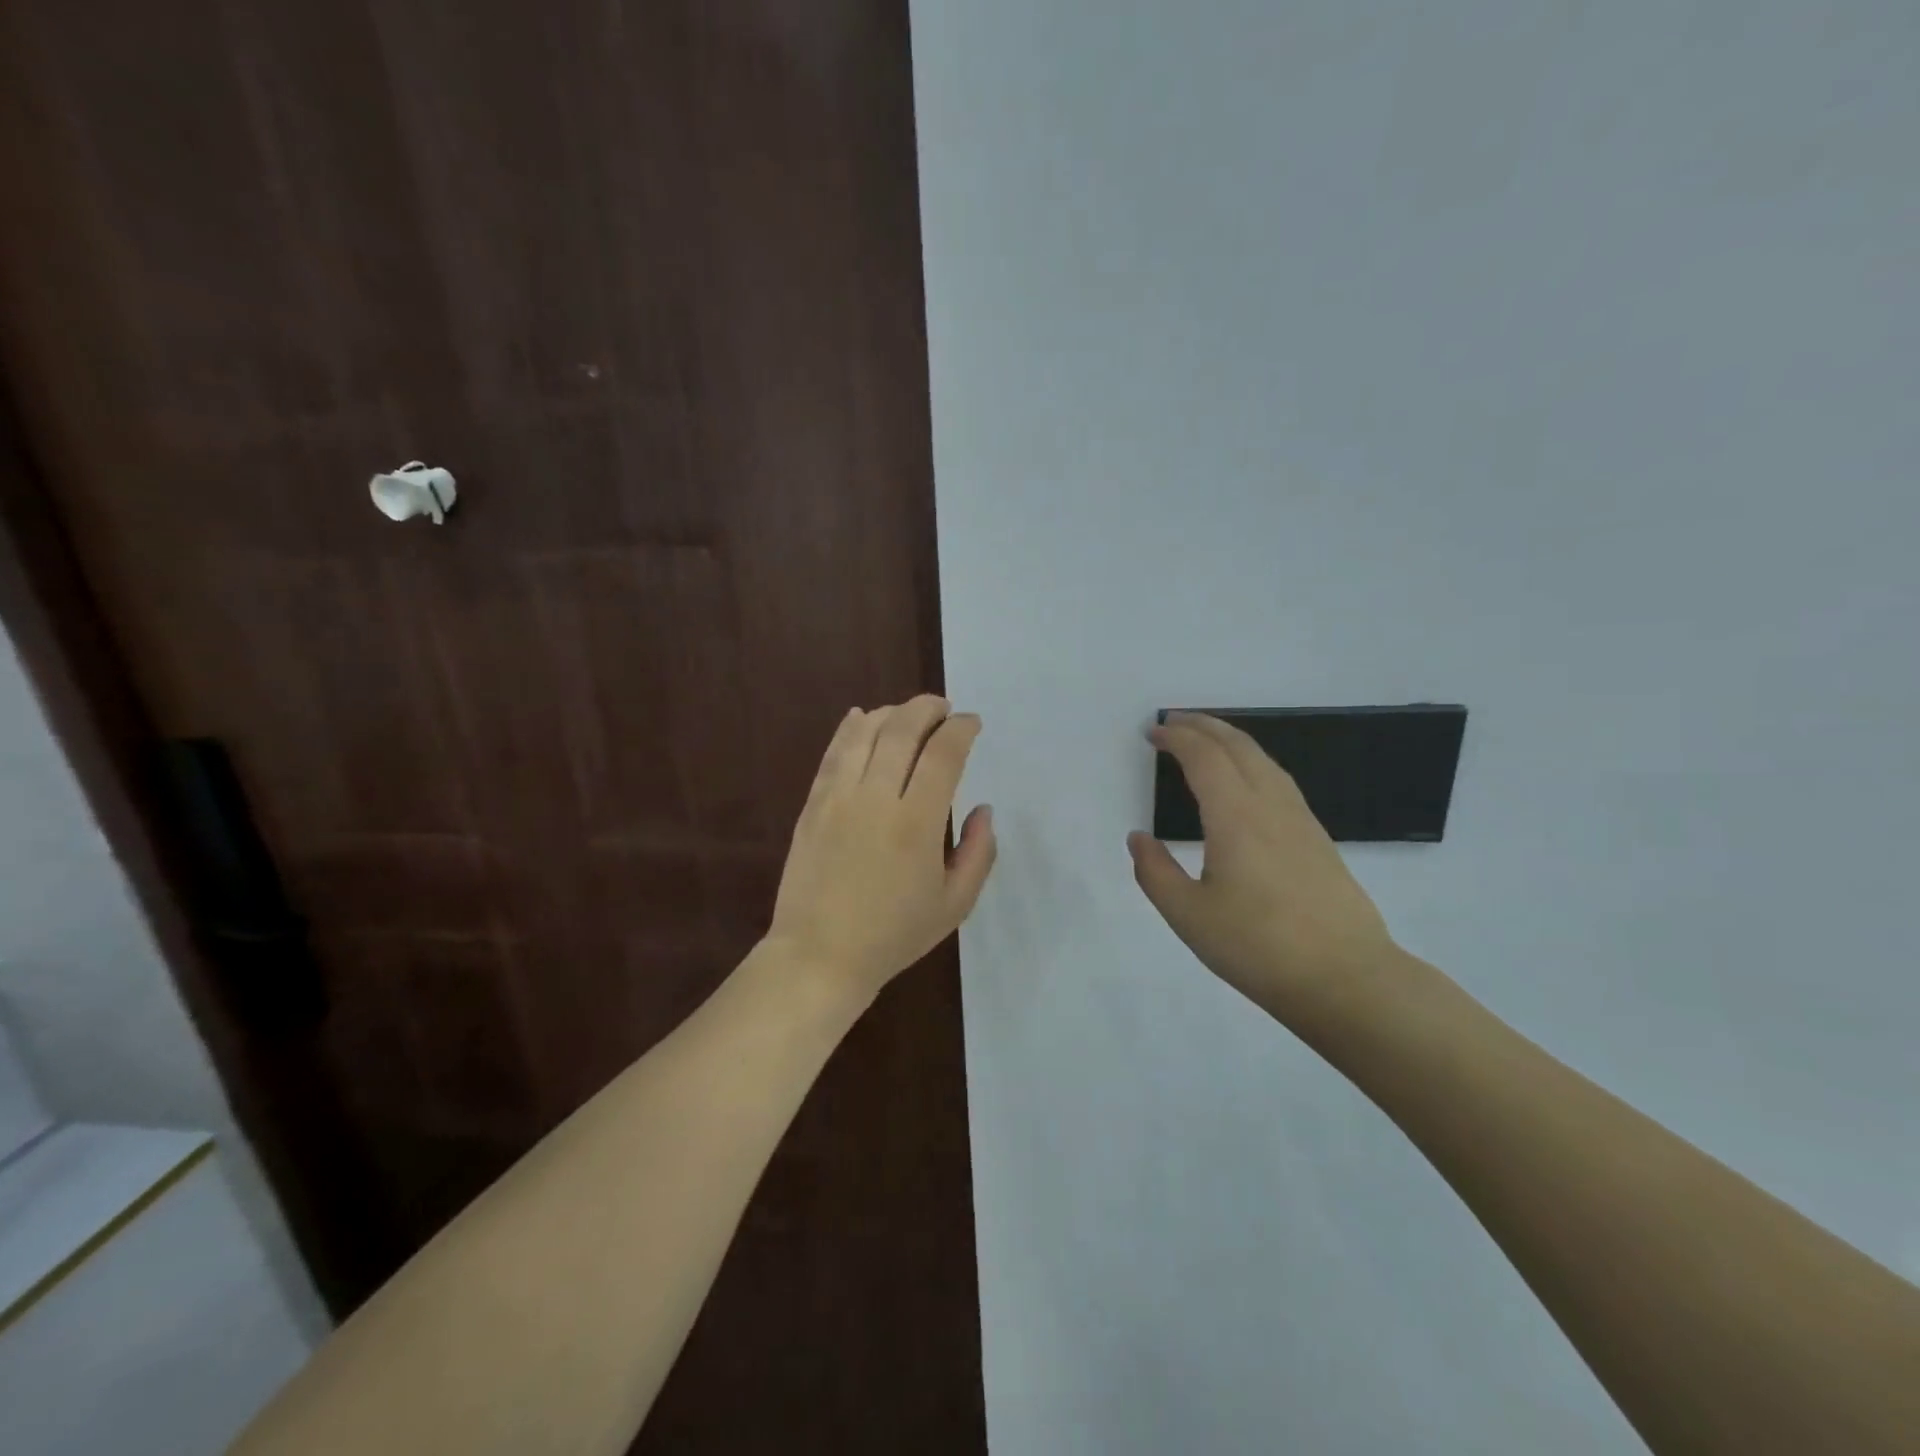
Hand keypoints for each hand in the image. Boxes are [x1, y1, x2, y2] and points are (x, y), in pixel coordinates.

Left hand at [767, 694, 996, 1002]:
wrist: (820, 956)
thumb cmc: (893, 935)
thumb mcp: (955, 905)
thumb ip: (979, 853)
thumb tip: (983, 809)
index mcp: (917, 823)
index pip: (943, 754)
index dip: (961, 729)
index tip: (971, 723)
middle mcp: (876, 798)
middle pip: (902, 729)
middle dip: (927, 708)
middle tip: (943, 708)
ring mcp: (838, 798)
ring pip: (865, 733)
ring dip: (890, 712)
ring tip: (907, 714)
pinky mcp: (813, 804)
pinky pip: (833, 753)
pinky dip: (850, 728)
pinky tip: (860, 717)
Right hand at [1128, 712, 1403, 1018]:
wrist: (1346, 979)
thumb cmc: (1258, 947)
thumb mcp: (1189, 916)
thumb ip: (1155, 872)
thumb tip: (1138, 838)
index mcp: (1236, 818)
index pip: (1204, 757)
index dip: (1176, 738)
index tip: (1151, 733)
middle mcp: (1271, 806)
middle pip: (1238, 746)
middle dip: (1203, 726)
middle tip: (1173, 721)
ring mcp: (1300, 820)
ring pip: (1264, 759)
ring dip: (1230, 739)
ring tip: (1206, 740)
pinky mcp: (1317, 839)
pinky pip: (1279, 780)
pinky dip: (1252, 761)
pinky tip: (1246, 780)